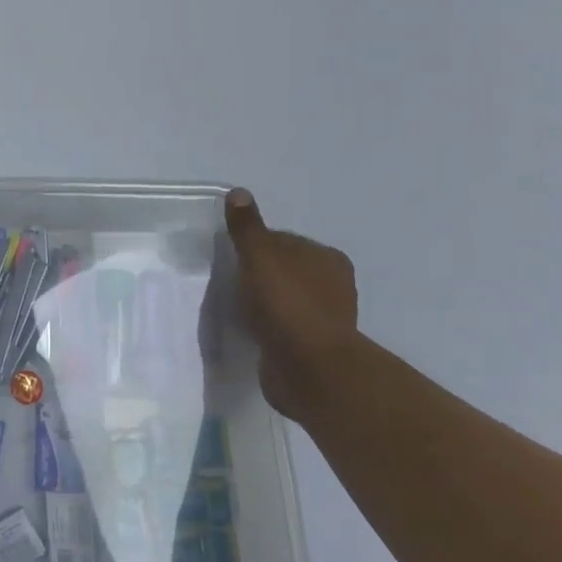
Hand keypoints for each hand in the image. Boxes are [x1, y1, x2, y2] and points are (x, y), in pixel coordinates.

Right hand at [224, 187, 358, 419]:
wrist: (309, 368)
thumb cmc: (286, 303)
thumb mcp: (260, 256)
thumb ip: (247, 227)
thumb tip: (239, 192)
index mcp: (327, 258)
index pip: (284, 240)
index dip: (255, 246)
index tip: (232, 257)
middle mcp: (333, 285)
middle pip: (285, 270)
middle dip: (259, 274)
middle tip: (229, 282)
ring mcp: (324, 318)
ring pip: (284, 299)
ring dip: (263, 302)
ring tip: (235, 307)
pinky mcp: (312, 346)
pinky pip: (282, 327)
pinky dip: (267, 326)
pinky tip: (249, 329)